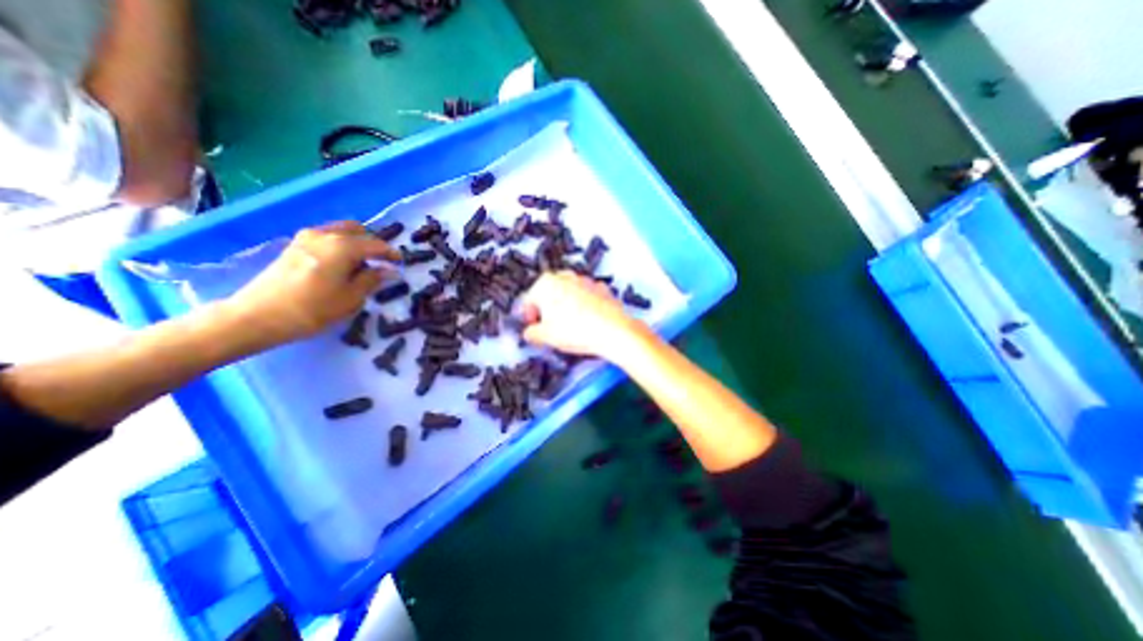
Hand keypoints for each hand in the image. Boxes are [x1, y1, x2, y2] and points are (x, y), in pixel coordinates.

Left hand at [225, 224, 397, 347]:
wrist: (258, 316)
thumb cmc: (313, 309)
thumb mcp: (351, 298)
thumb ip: (372, 279)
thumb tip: (389, 270)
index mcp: (343, 246)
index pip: (375, 244)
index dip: (391, 253)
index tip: (401, 263)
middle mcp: (325, 235)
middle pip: (357, 230)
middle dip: (372, 243)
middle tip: (382, 261)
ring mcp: (306, 238)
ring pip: (340, 231)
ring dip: (356, 243)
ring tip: (363, 263)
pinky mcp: (294, 246)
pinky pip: (326, 237)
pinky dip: (340, 244)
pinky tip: (342, 264)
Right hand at [520, 271, 646, 360]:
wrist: (613, 331)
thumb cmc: (577, 330)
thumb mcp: (545, 336)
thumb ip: (531, 333)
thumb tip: (530, 333)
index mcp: (546, 283)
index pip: (529, 300)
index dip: (528, 316)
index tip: (532, 326)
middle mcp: (565, 276)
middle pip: (548, 294)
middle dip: (547, 310)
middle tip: (549, 327)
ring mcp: (585, 280)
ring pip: (567, 294)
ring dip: (565, 307)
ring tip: (569, 326)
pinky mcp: (601, 288)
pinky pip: (585, 297)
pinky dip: (583, 306)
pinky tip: (585, 322)